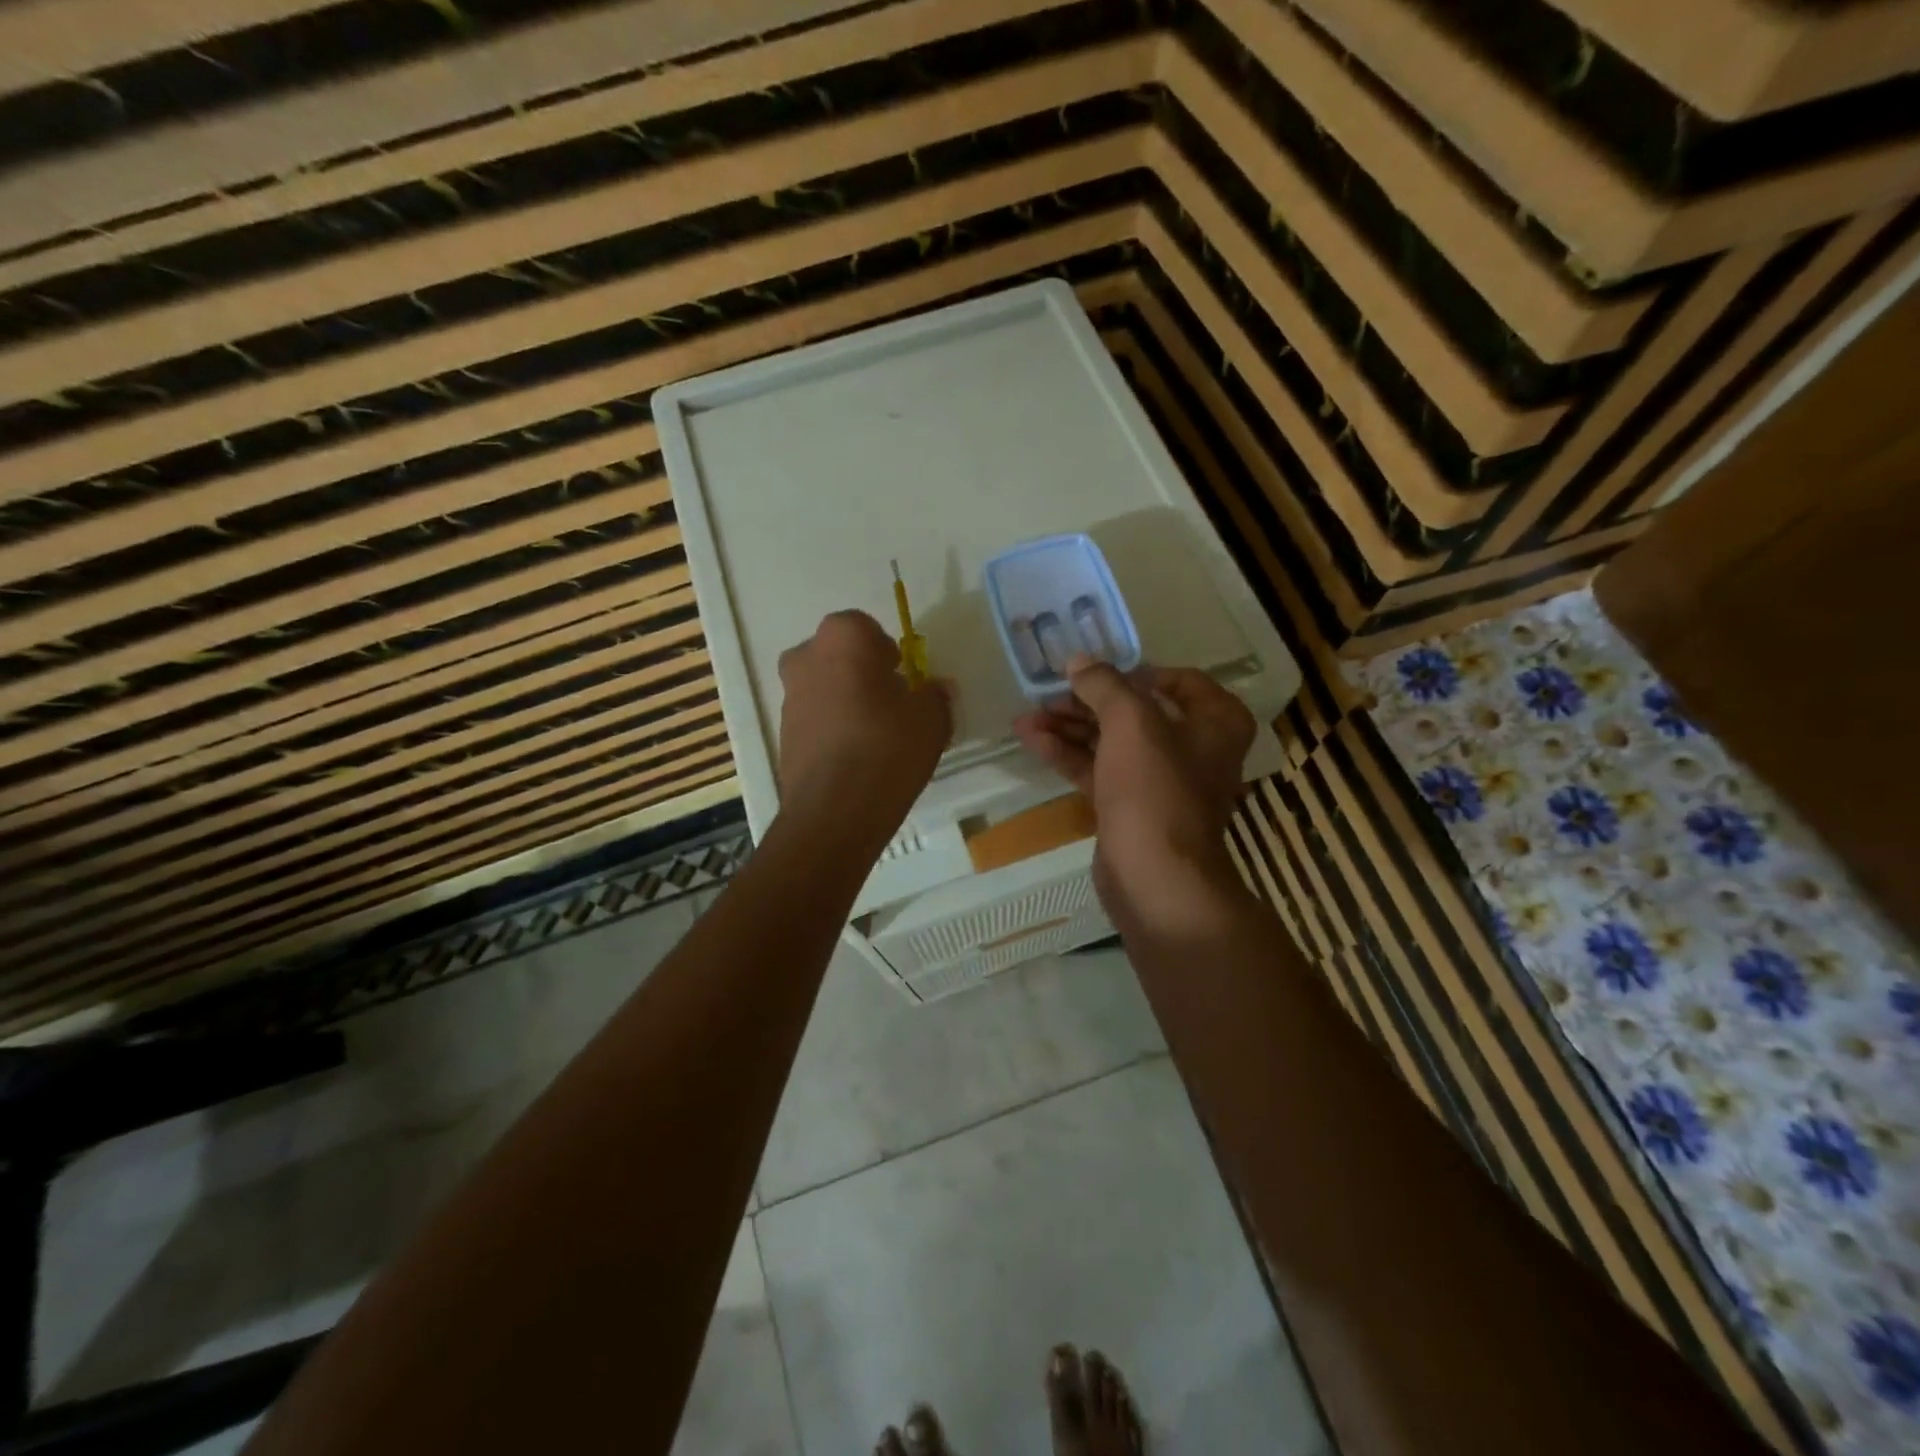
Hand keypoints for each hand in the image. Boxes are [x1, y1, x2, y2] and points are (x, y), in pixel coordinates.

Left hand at [776, 610, 952, 843]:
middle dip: (863, 672)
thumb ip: (935, 695)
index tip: (903, 677)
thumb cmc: (888, 748)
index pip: (865, 627)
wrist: (834, 812)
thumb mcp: (932, 719)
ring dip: (847, 700)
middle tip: (891, 703)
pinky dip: (833, 727)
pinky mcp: (783, 732)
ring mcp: (789, 696)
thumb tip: (934, 689)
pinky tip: (857, 757)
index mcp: (843, 638)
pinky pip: (815, 717)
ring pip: (824, 685)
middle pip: (840, 655)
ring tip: (876, 736)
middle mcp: (806, 657)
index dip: (887, 651)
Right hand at [1014, 657, 1254, 930]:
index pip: (1178, 681)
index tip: (1094, 672)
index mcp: (1216, 722)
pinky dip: (1069, 754)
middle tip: (1047, 693)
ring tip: (1026, 717)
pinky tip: (1033, 740)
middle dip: (1087, 702)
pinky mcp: (1130, 807)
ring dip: (1070, 727)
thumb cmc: (1155, 789)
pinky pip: (1099, 770)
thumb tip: (1079, 661)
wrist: (1154, 877)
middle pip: (1136, 712)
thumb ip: (1104, 684)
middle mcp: (1195, 748)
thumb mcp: (1130, 722)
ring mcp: (1161, 781)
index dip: (1133, 672)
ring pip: (1112, 742)